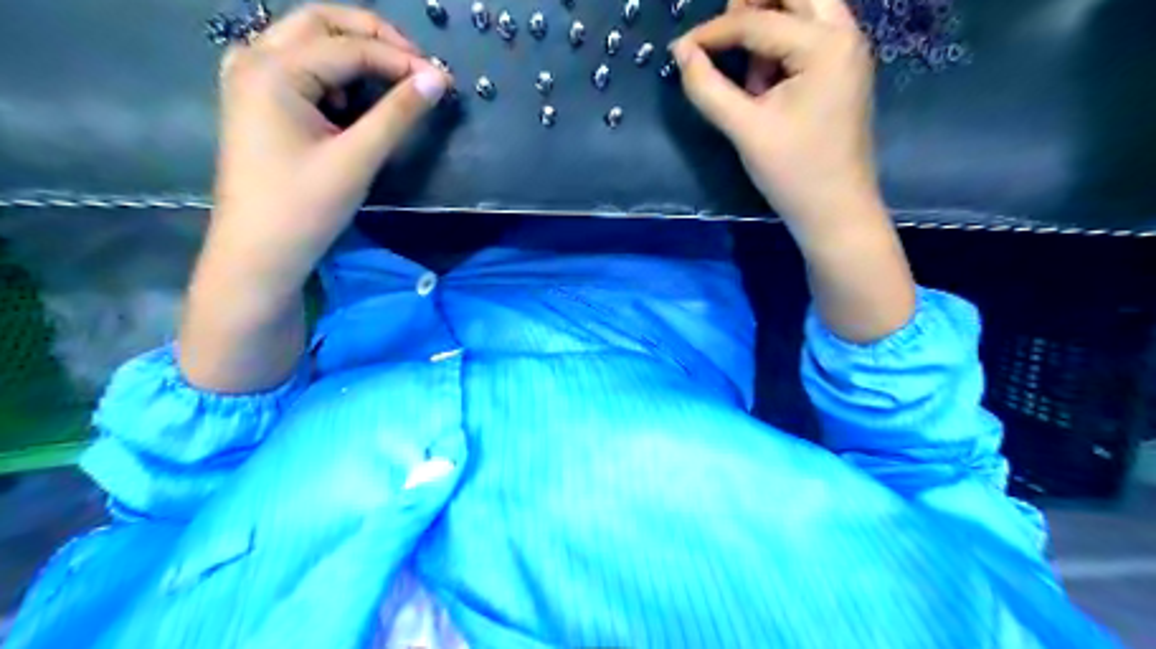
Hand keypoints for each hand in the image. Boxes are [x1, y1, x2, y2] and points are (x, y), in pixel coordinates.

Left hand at [180, 6, 449, 392]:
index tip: (443, 80)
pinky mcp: (257, 101)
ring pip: (308, 41)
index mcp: (273, 69)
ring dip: (353, 52)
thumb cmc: (305, 207)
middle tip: (417, 65)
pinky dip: (332, 73)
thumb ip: (398, 113)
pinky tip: (350, 102)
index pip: (349, 47)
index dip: (402, 61)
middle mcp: (253, 58)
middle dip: (374, 37)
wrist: (259, 253)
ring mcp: (249, 78)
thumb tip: (437, 79)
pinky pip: (298, 66)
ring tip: (392, 83)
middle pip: (321, 23)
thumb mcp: (357, 158)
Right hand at [674, 1, 917, 345]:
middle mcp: (845, 34)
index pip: (758, 20)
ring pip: (805, 8)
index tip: (680, 49)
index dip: (712, 33)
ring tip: (748, 75)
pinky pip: (809, 35)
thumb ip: (708, 87)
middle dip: (752, 5)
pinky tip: (767, 85)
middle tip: (720, 33)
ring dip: (768, 23)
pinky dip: (782, 45)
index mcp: (825, 46)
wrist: (836, 211)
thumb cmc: (793, 172)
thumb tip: (681, 52)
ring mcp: (848, 51)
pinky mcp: (842, 70)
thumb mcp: (745, 129)